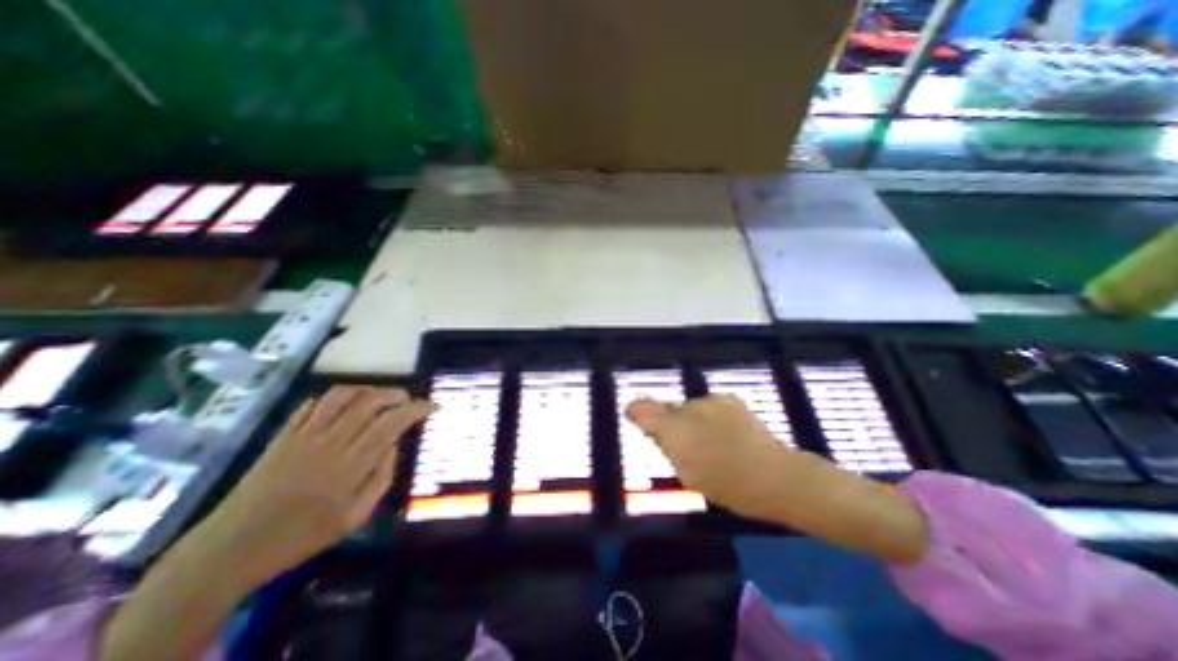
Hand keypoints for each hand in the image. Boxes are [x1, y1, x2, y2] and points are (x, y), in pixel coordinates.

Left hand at [195, 388, 432, 583]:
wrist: (230, 550)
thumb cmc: (301, 537)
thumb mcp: (354, 517)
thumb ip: (381, 478)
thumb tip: (393, 445)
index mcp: (351, 465)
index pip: (392, 423)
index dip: (416, 409)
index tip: (432, 406)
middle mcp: (330, 443)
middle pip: (370, 403)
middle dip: (397, 395)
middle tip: (409, 401)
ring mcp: (304, 436)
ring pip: (343, 396)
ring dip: (369, 389)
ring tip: (382, 396)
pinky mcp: (284, 436)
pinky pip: (312, 405)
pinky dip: (335, 398)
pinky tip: (346, 404)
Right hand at [626, 393, 800, 520]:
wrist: (774, 475)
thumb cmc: (726, 485)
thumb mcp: (688, 474)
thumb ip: (668, 447)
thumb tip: (657, 431)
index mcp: (673, 430)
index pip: (643, 411)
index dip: (636, 411)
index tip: (632, 414)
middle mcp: (687, 408)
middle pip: (667, 408)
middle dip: (669, 421)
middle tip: (682, 441)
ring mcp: (709, 401)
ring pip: (689, 407)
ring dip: (691, 418)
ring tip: (709, 439)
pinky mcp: (728, 398)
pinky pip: (708, 405)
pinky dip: (709, 415)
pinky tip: (725, 431)